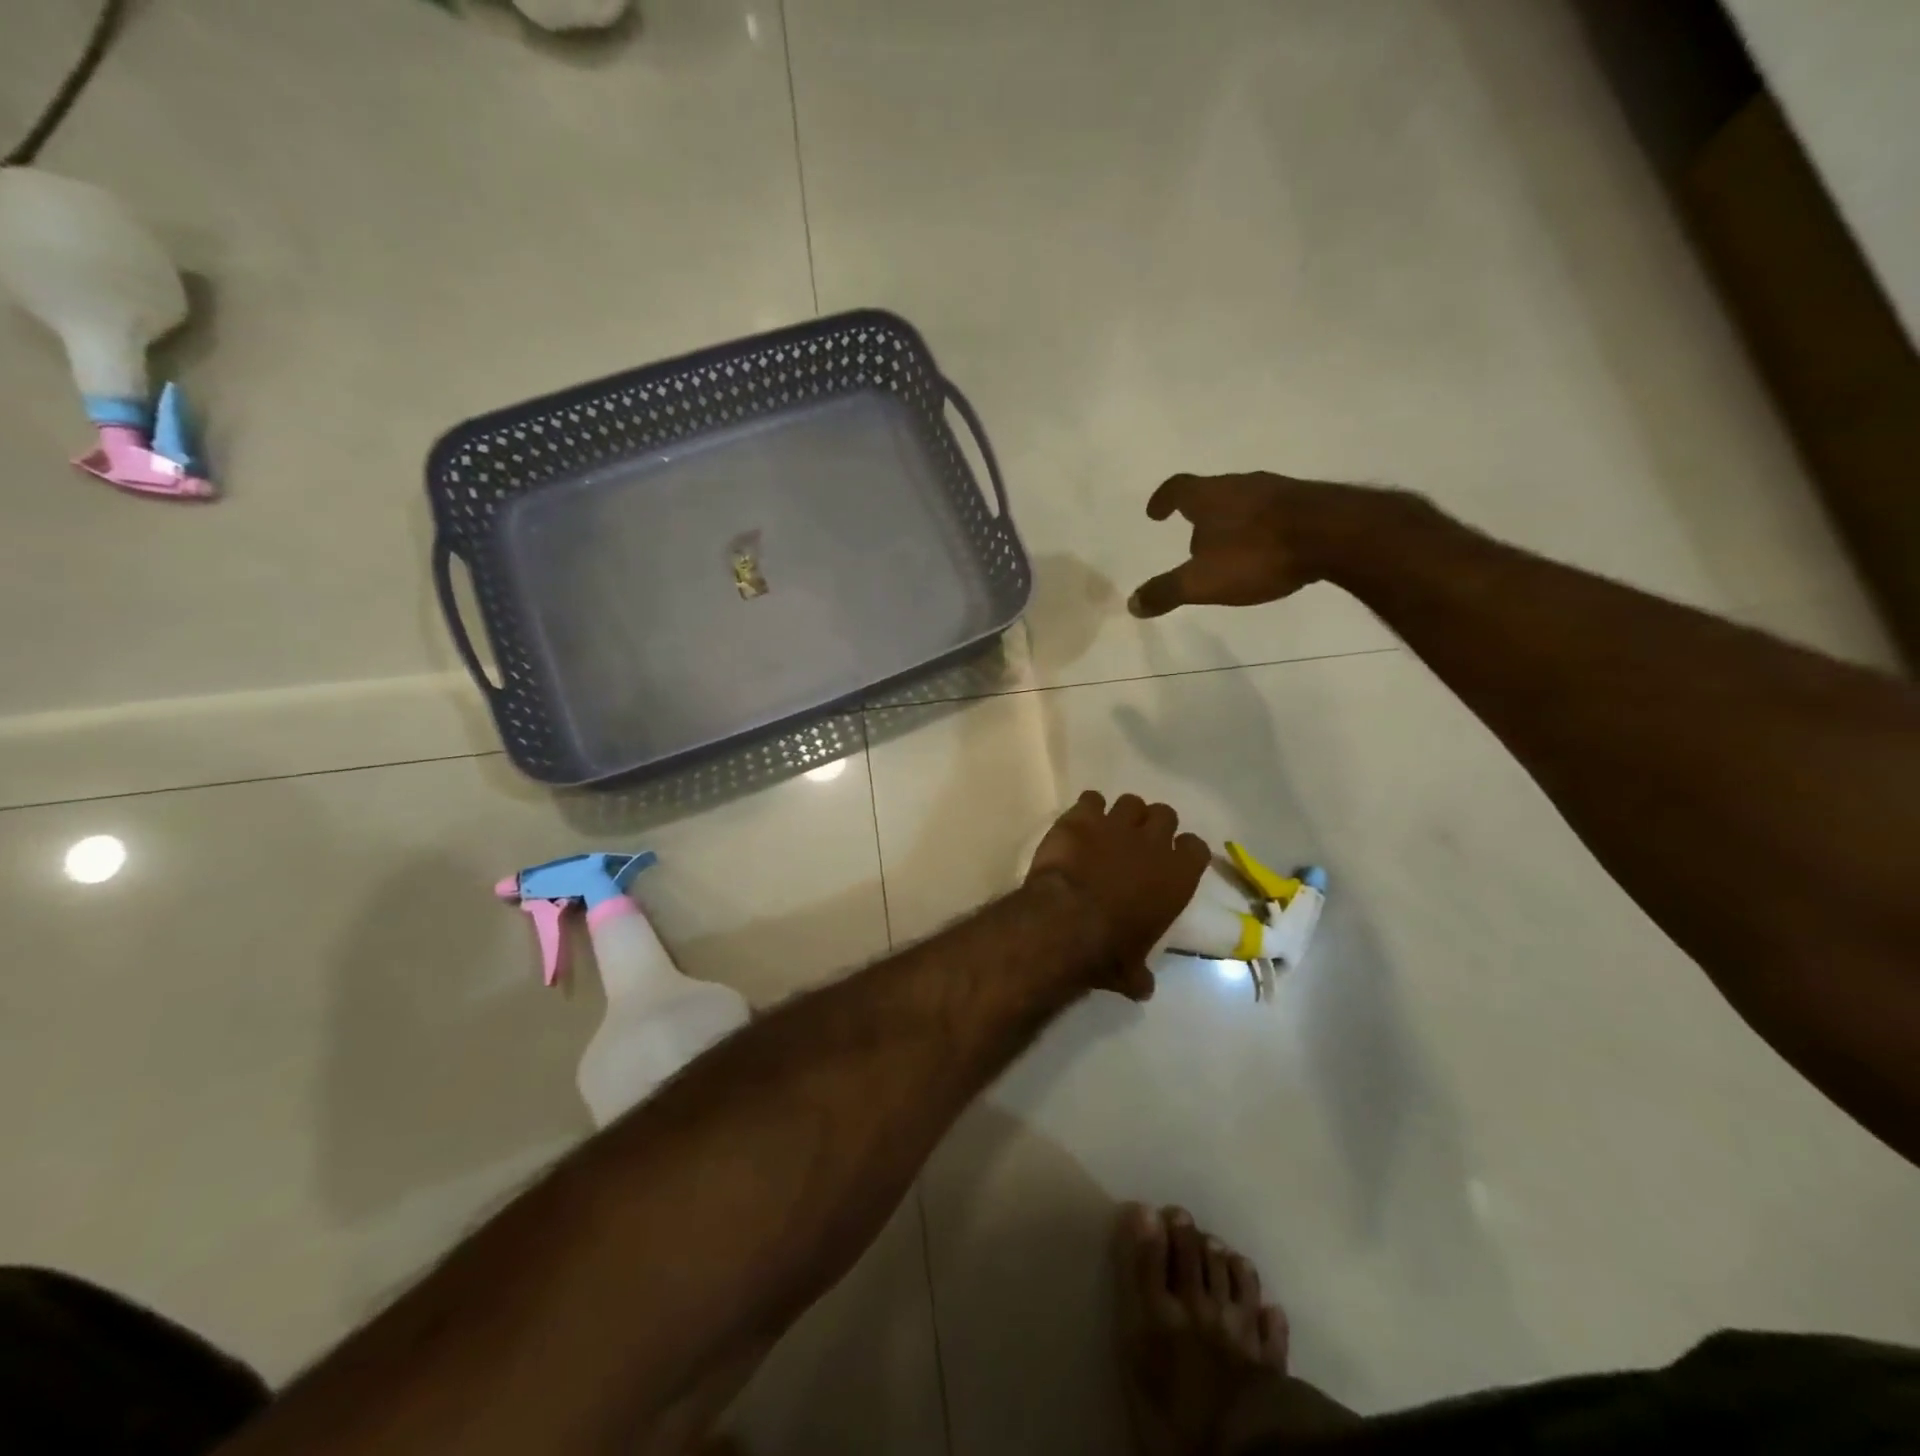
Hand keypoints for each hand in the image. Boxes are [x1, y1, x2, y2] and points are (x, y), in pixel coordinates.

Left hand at [1027, 791, 1211, 1000]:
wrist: (1065, 921)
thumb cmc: (1108, 950)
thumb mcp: (1131, 971)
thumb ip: (1140, 974)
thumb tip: (1142, 988)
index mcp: (1177, 877)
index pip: (1196, 848)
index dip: (1184, 852)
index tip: (1173, 860)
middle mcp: (1152, 843)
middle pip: (1165, 814)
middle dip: (1153, 825)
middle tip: (1138, 842)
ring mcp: (1116, 825)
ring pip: (1130, 802)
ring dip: (1122, 814)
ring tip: (1107, 830)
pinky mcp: (1081, 817)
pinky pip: (1090, 799)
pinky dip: (1086, 810)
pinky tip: (1078, 824)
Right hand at [1127, 472, 1370, 618]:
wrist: (1335, 535)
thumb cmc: (1257, 554)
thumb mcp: (1202, 582)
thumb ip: (1166, 592)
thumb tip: (1132, 604)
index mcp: (1210, 496)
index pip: (1178, 488)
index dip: (1163, 499)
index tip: (1155, 513)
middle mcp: (1241, 484)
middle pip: (1212, 493)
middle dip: (1200, 513)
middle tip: (1192, 537)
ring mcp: (1278, 490)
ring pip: (1245, 501)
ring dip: (1232, 520)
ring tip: (1229, 546)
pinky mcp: (1308, 502)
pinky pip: (1273, 512)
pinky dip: (1261, 527)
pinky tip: (1267, 549)